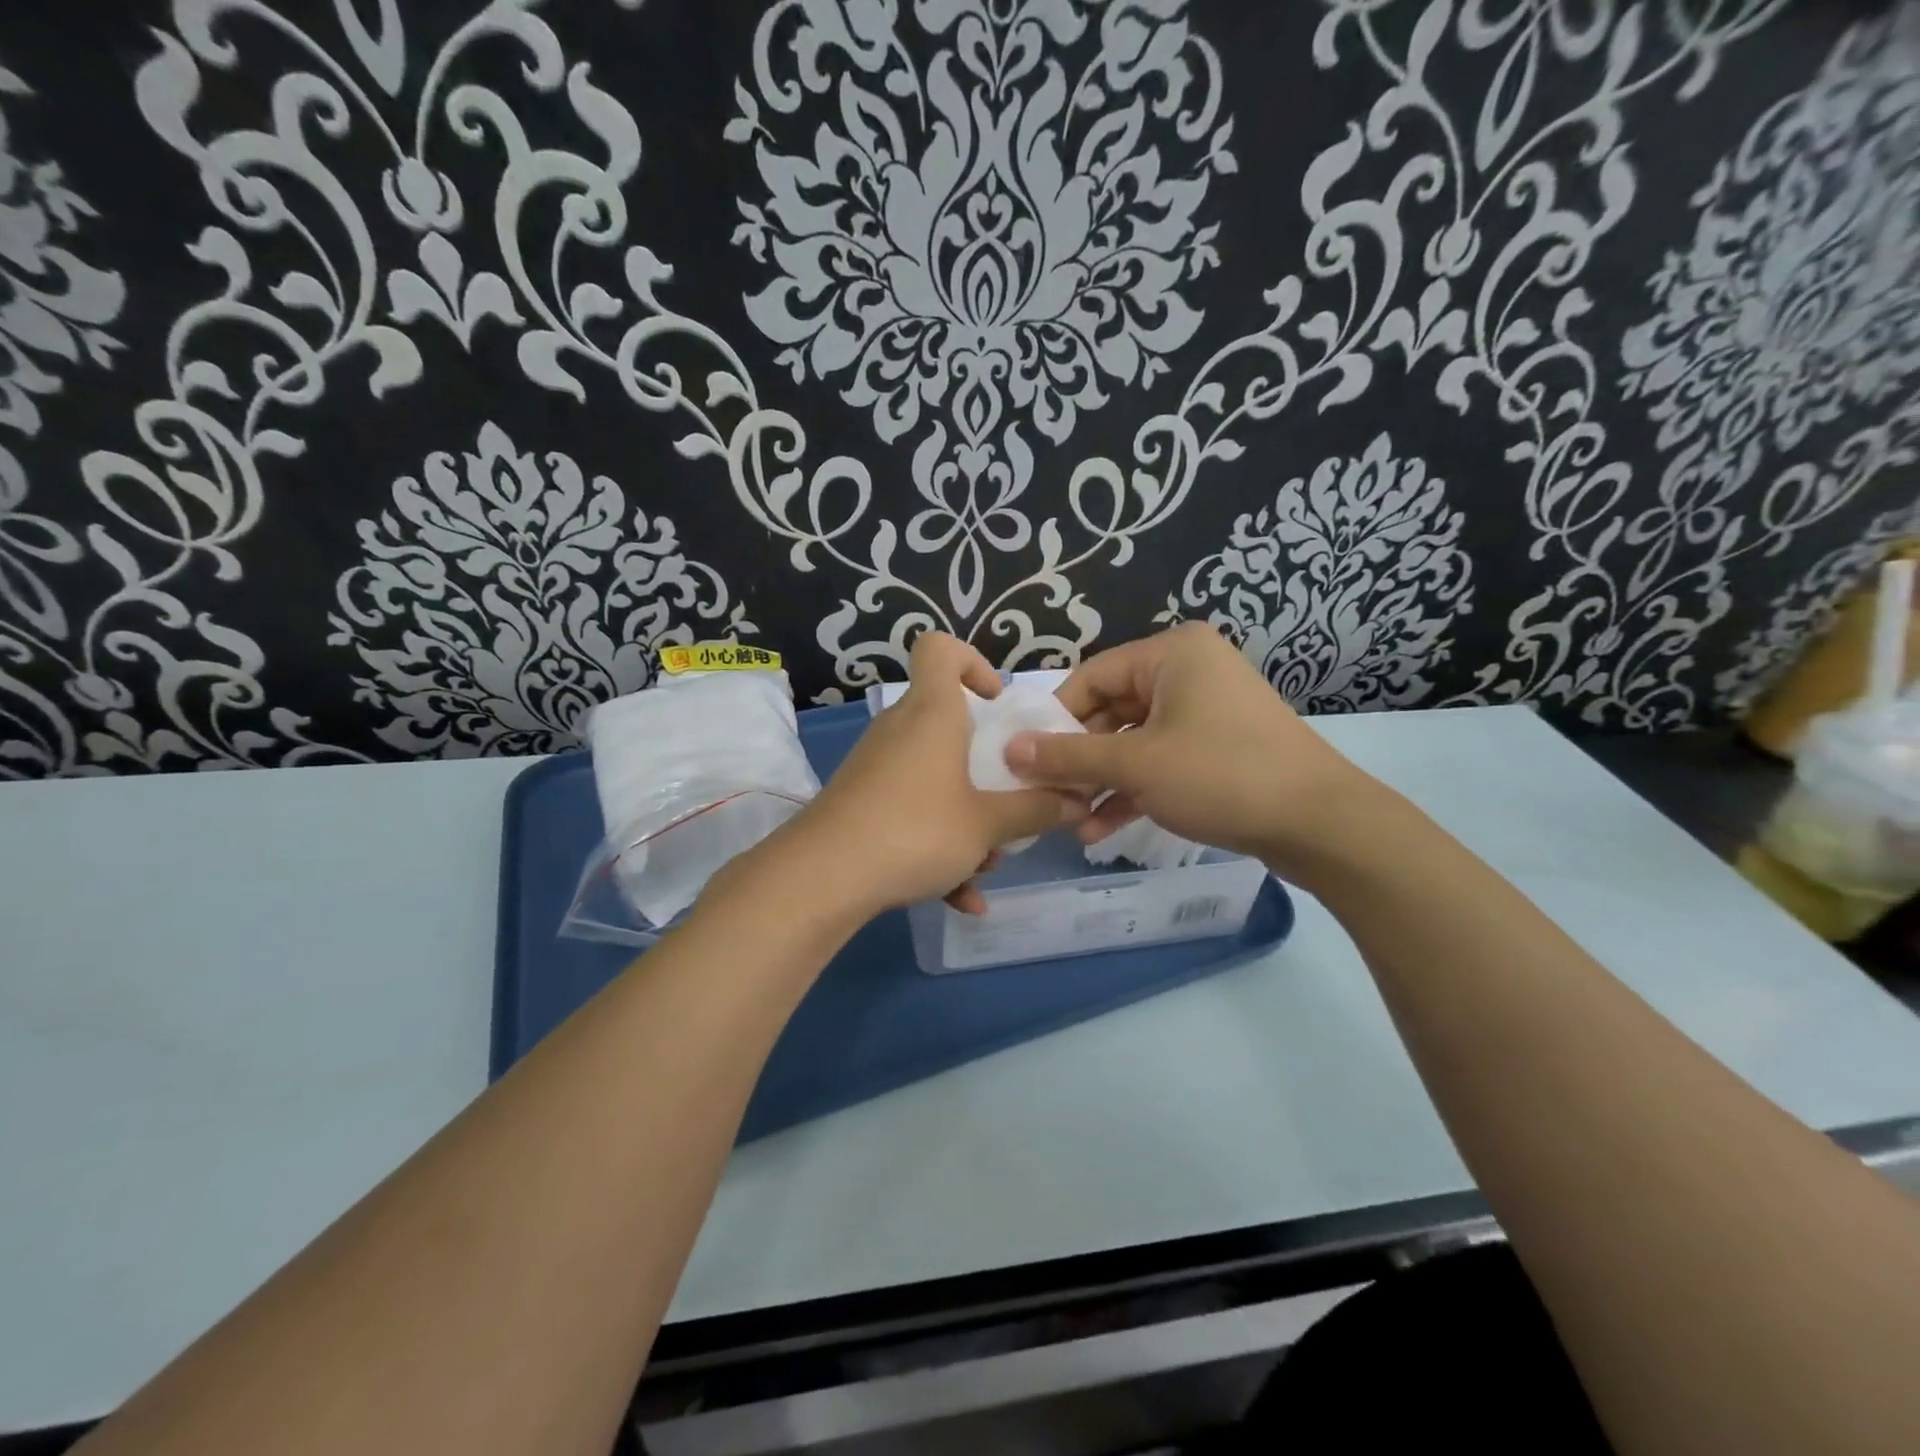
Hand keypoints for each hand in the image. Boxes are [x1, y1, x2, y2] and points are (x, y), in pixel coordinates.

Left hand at [782, 633, 1083, 917]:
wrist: (822, 878)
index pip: (939, 649)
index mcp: (932, 713)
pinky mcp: (861, 804)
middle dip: (984, 764)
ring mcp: (876, 768)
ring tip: (987, 863)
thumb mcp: (987, 825)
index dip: (971, 662)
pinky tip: (962, 899)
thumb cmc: (915, 829)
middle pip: (947, 724)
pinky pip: (910, 813)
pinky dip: (938, 847)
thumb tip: (1079, 801)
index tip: (996, 703)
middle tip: (1008, 796)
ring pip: (934, 779)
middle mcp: (900, 731)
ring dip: (966, 816)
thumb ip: (1036, 810)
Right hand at [1003, 623, 1375, 878]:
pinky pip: (1161, 761)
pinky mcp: (1218, 749)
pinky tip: (1100, 829)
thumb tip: (1009, 749)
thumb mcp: (1135, 764)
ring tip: (1069, 822)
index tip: (1025, 760)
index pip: (1090, 677)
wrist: (1320, 824)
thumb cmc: (1220, 774)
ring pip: (1134, 742)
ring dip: (1101, 783)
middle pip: (1110, 711)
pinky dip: (1133, 791)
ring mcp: (1206, 712)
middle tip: (1046, 796)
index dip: (1054, 720)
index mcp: (1171, 653)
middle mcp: (1188, 672)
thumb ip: (1067, 756)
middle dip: (1078, 760)